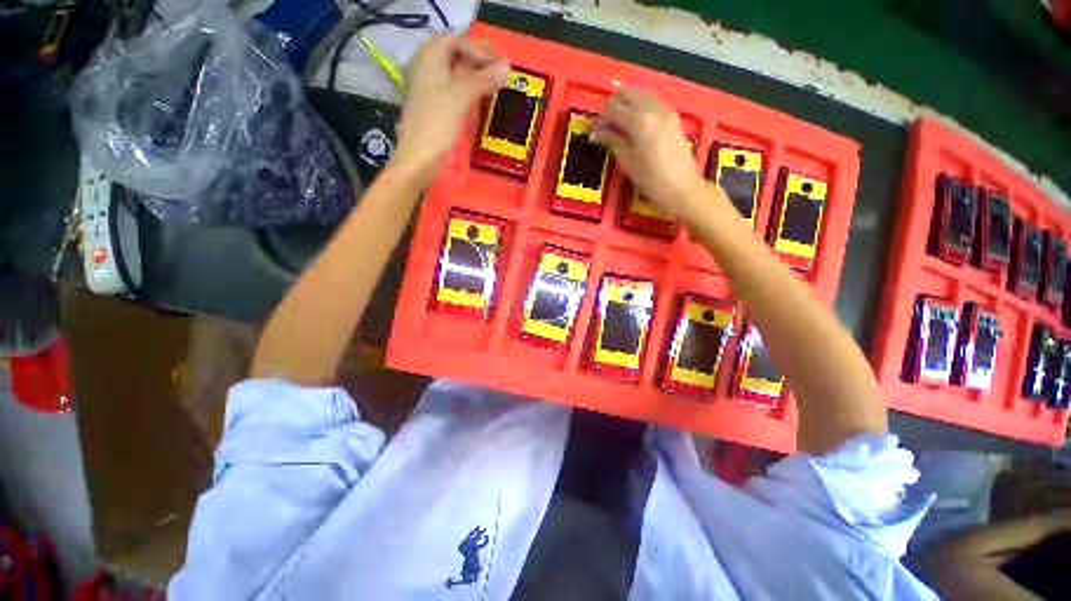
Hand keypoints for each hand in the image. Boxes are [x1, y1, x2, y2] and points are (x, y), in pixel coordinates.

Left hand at [393, 35, 509, 187]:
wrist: (420, 161)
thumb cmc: (437, 126)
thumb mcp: (460, 98)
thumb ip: (483, 80)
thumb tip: (507, 66)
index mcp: (429, 62)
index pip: (453, 41)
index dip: (475, 48)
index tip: (495, 63)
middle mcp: (428, 73)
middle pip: (454, 57)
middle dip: (477, 62)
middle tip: (501, 71)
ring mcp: (432, 94)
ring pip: (456, 77)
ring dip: (476, 78)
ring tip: (497, 85)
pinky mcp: (438, 113)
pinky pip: (455, 94)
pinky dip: (470, 93)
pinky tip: (483, 100)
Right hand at [591, 89, 708, 217]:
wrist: (682, 189)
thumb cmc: (651, 180)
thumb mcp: (628, 163)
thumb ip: (612, 142)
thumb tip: (595, 134)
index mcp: (639, 121)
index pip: (612, 109)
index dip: (599, 119)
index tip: (592, 131)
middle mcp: (652, 109)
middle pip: (627, 94)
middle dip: (612, 106)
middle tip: (604, 125)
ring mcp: (665, 111)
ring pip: (641, 95)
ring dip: (626, 104)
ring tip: (617, 125)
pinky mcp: (673, 117)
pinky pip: (652, 103)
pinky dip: (640, 107)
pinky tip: (635, 125)